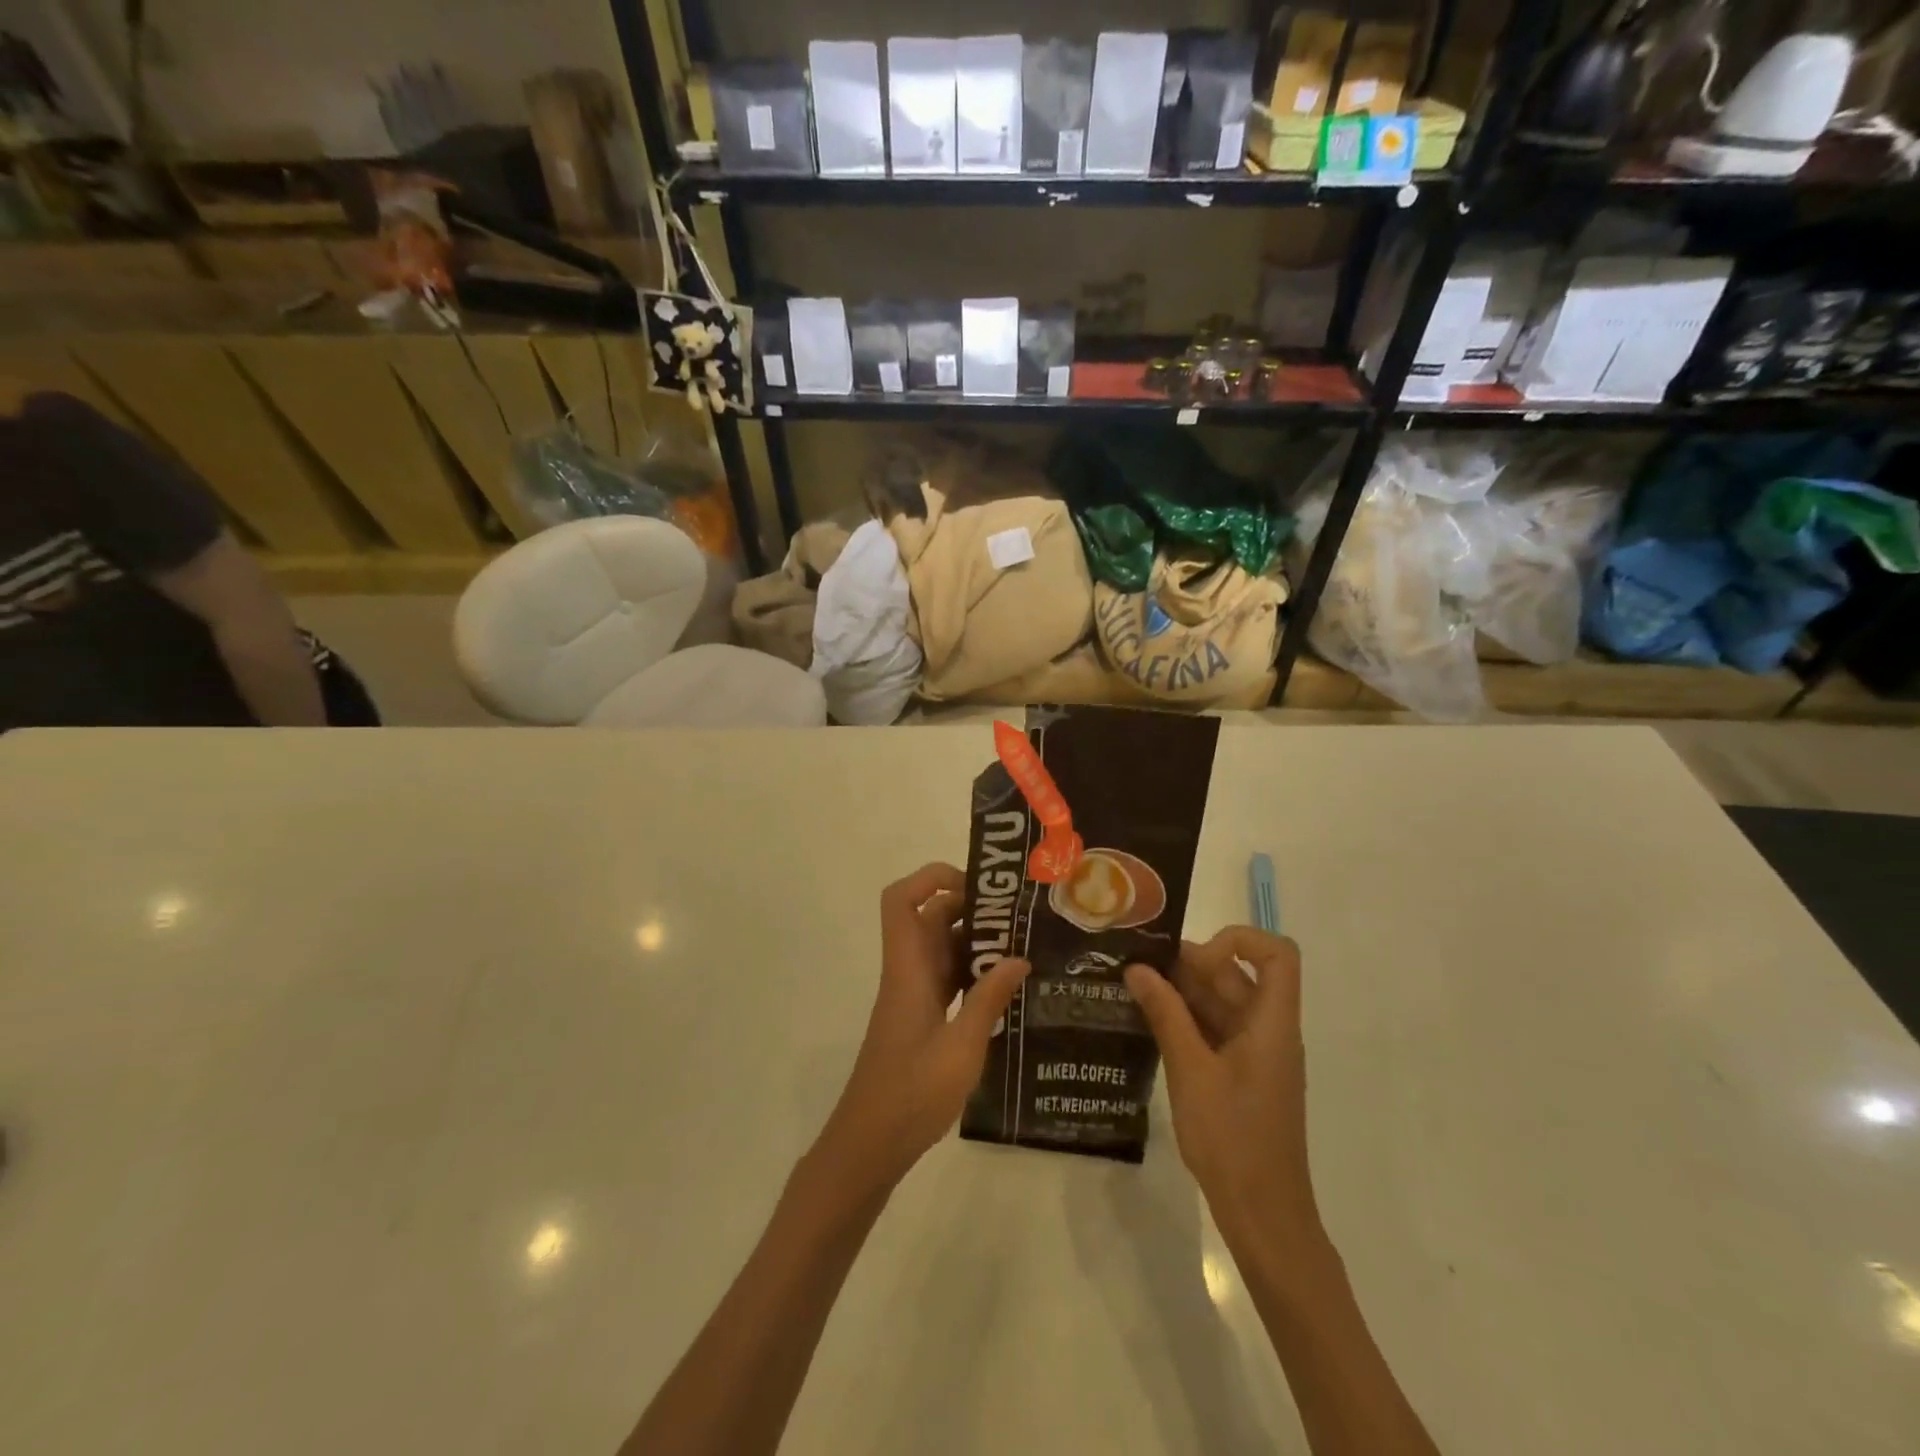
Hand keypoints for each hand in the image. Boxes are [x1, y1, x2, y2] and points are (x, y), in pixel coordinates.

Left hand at [815, 864, 1030, 1196]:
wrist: (870, 1143)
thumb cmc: (911, 1095)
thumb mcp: (961, 1049)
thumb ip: (989, 1000)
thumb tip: (1019, 958)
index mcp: (907, 970)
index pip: (900, 901)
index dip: (931, 878)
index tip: (976, 885)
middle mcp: (908, 973)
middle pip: (929, 918)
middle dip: (969, 907)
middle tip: (1017, 915)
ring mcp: (914, 996)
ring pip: (940, 947)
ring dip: (975, 940)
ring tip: (1022, 943)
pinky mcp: (922, 1017)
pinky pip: (947, 977)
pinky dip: (973, 971)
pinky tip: (1007, 984)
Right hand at [1124, 929, 1318, 1242]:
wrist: (1264, 1216)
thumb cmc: (1233, 1140)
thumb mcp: (1192, 1072)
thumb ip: (1166, 1015)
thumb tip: (1138, 968)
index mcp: (1272, 1024)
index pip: (1277, 954)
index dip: (1238, 940)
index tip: (1194, 960)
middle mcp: (1268, 1030)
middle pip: (1239, 975)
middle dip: (1191, 964)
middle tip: (1139, 966)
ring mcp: (1256, 1053)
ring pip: (1223, 1002)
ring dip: (1182, 992)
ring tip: (1133, 989)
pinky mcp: (1241, 1074)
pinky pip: (1216, 1030)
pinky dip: (1186, 1020)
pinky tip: (1148, 1022)